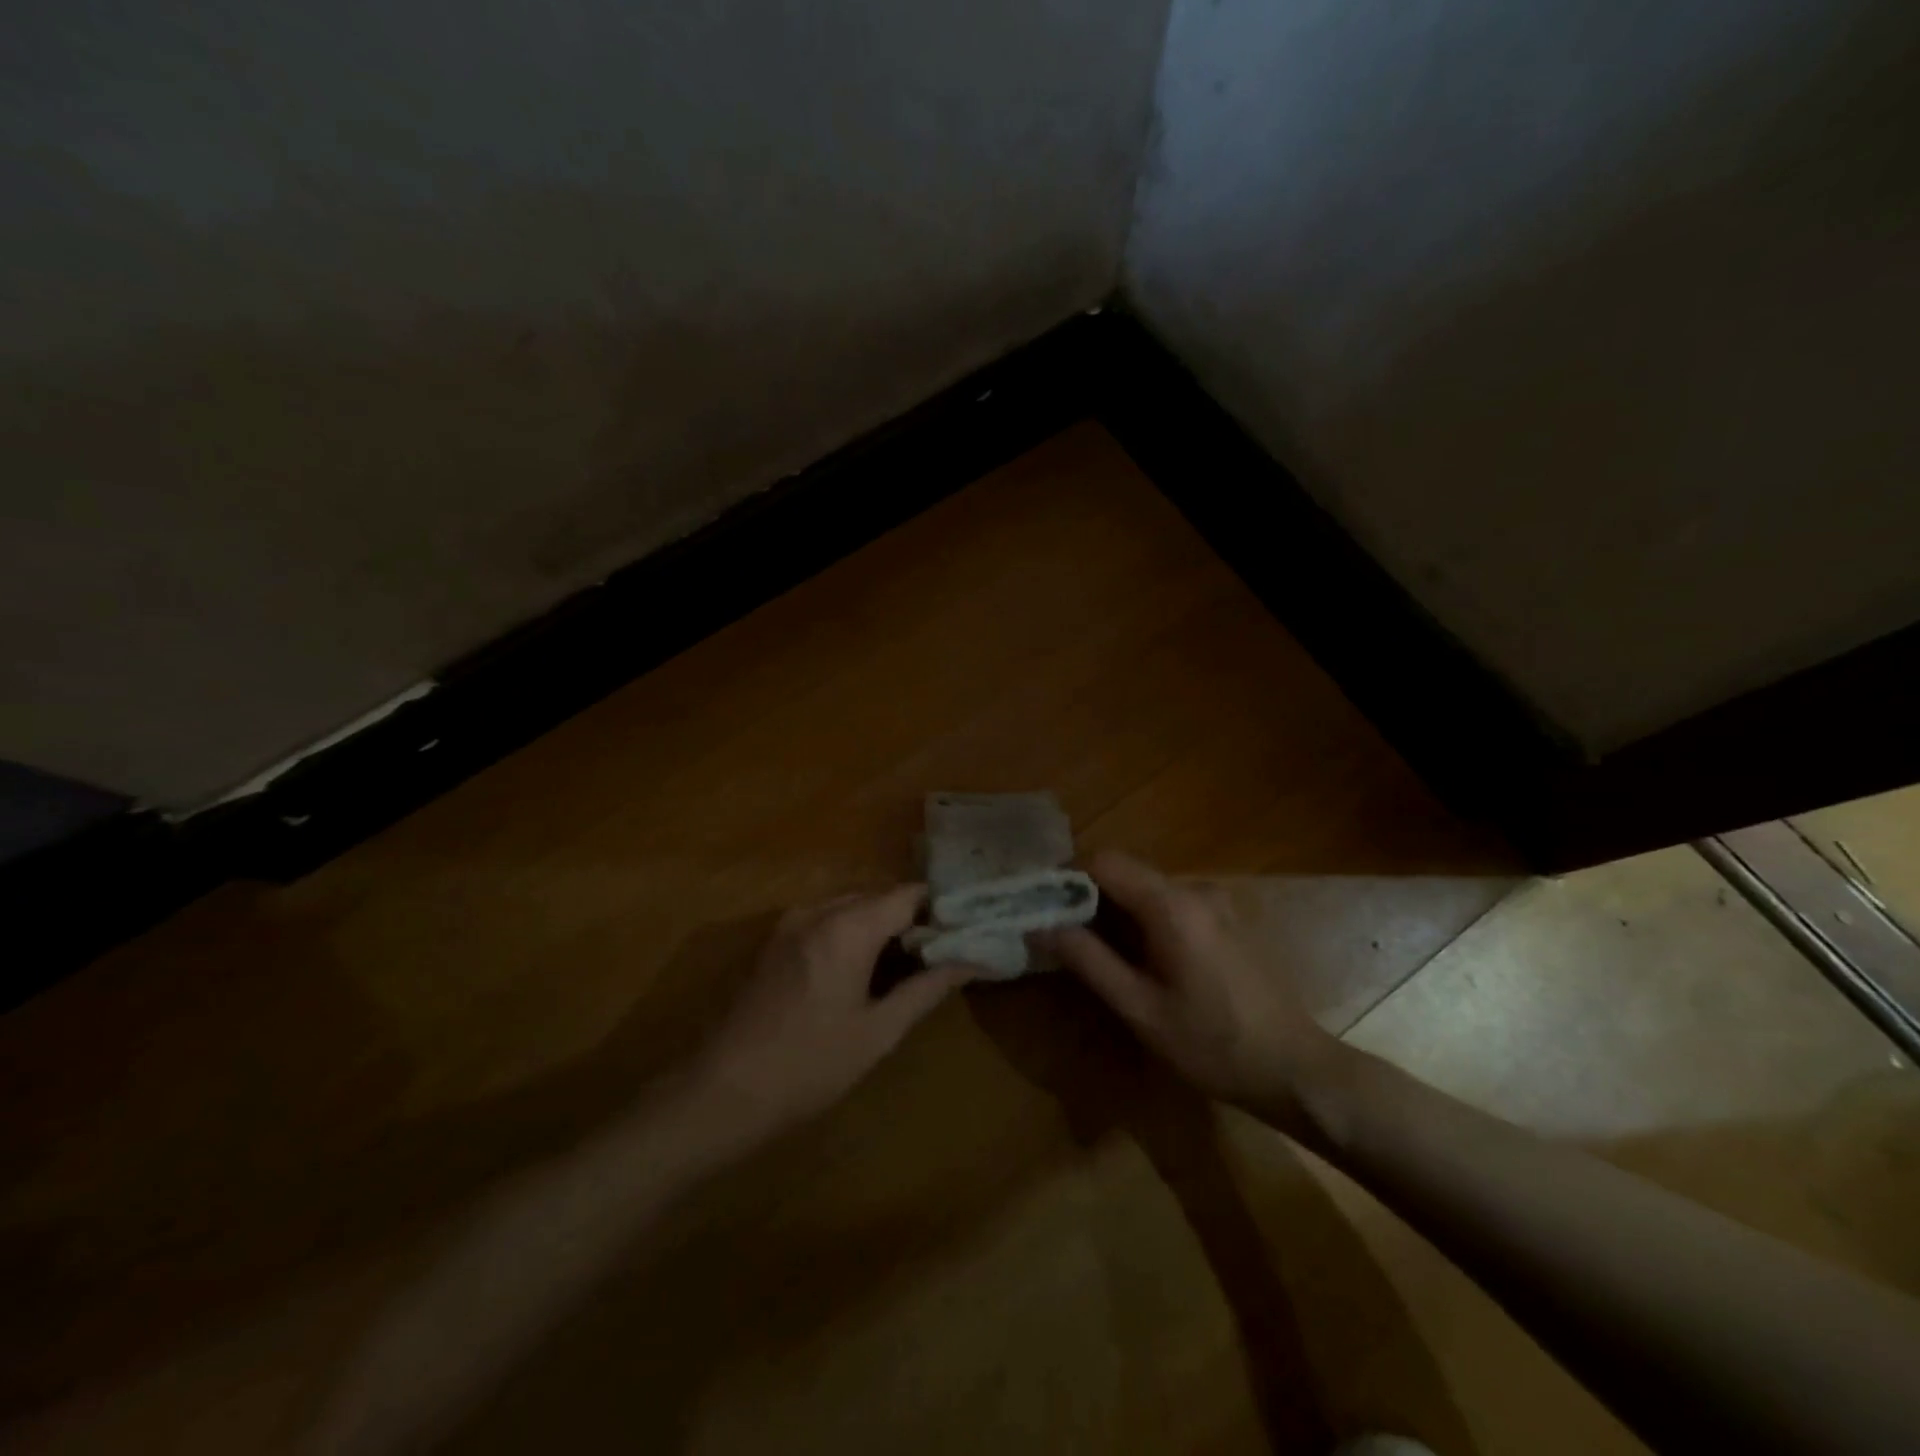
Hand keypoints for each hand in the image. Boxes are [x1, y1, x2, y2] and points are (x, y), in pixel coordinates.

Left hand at [693, 885, 975, 1136]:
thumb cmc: (810, 1065)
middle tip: (940, 951)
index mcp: (848, 927)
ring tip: (907, 963)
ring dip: (880, 925)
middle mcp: (818, 910)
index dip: (939, 908)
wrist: (723, 1091)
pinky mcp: (774, 941)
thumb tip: (972, 961)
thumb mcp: (878, 1032)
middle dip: (911, 918)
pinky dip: (851, 932)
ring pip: (851, 906)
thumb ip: (926, 989)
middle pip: (878, 896)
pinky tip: (862, 970)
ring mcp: (790, 923)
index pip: (908, 894)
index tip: (963, 931)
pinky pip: (825, 920)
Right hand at [1047, 851, 1345, 1129]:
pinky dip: (1145, 918)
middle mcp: (1195, 888)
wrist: (1295, 1069)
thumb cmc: (1212, 1044)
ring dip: (1117, 909)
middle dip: (1089, 896)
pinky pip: (1172, 902)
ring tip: (1097, 952)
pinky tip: (1142, 959)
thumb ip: (1088, 960)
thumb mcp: (1140, 1008)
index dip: (1068, 877)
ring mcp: (1217, 900)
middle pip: (1126, 871)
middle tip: (1063, 935)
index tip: (1044, 907)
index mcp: (1172, 904)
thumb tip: (1040, 925)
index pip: (1104, 860)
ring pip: (1147, 887)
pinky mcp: (1228, 917)